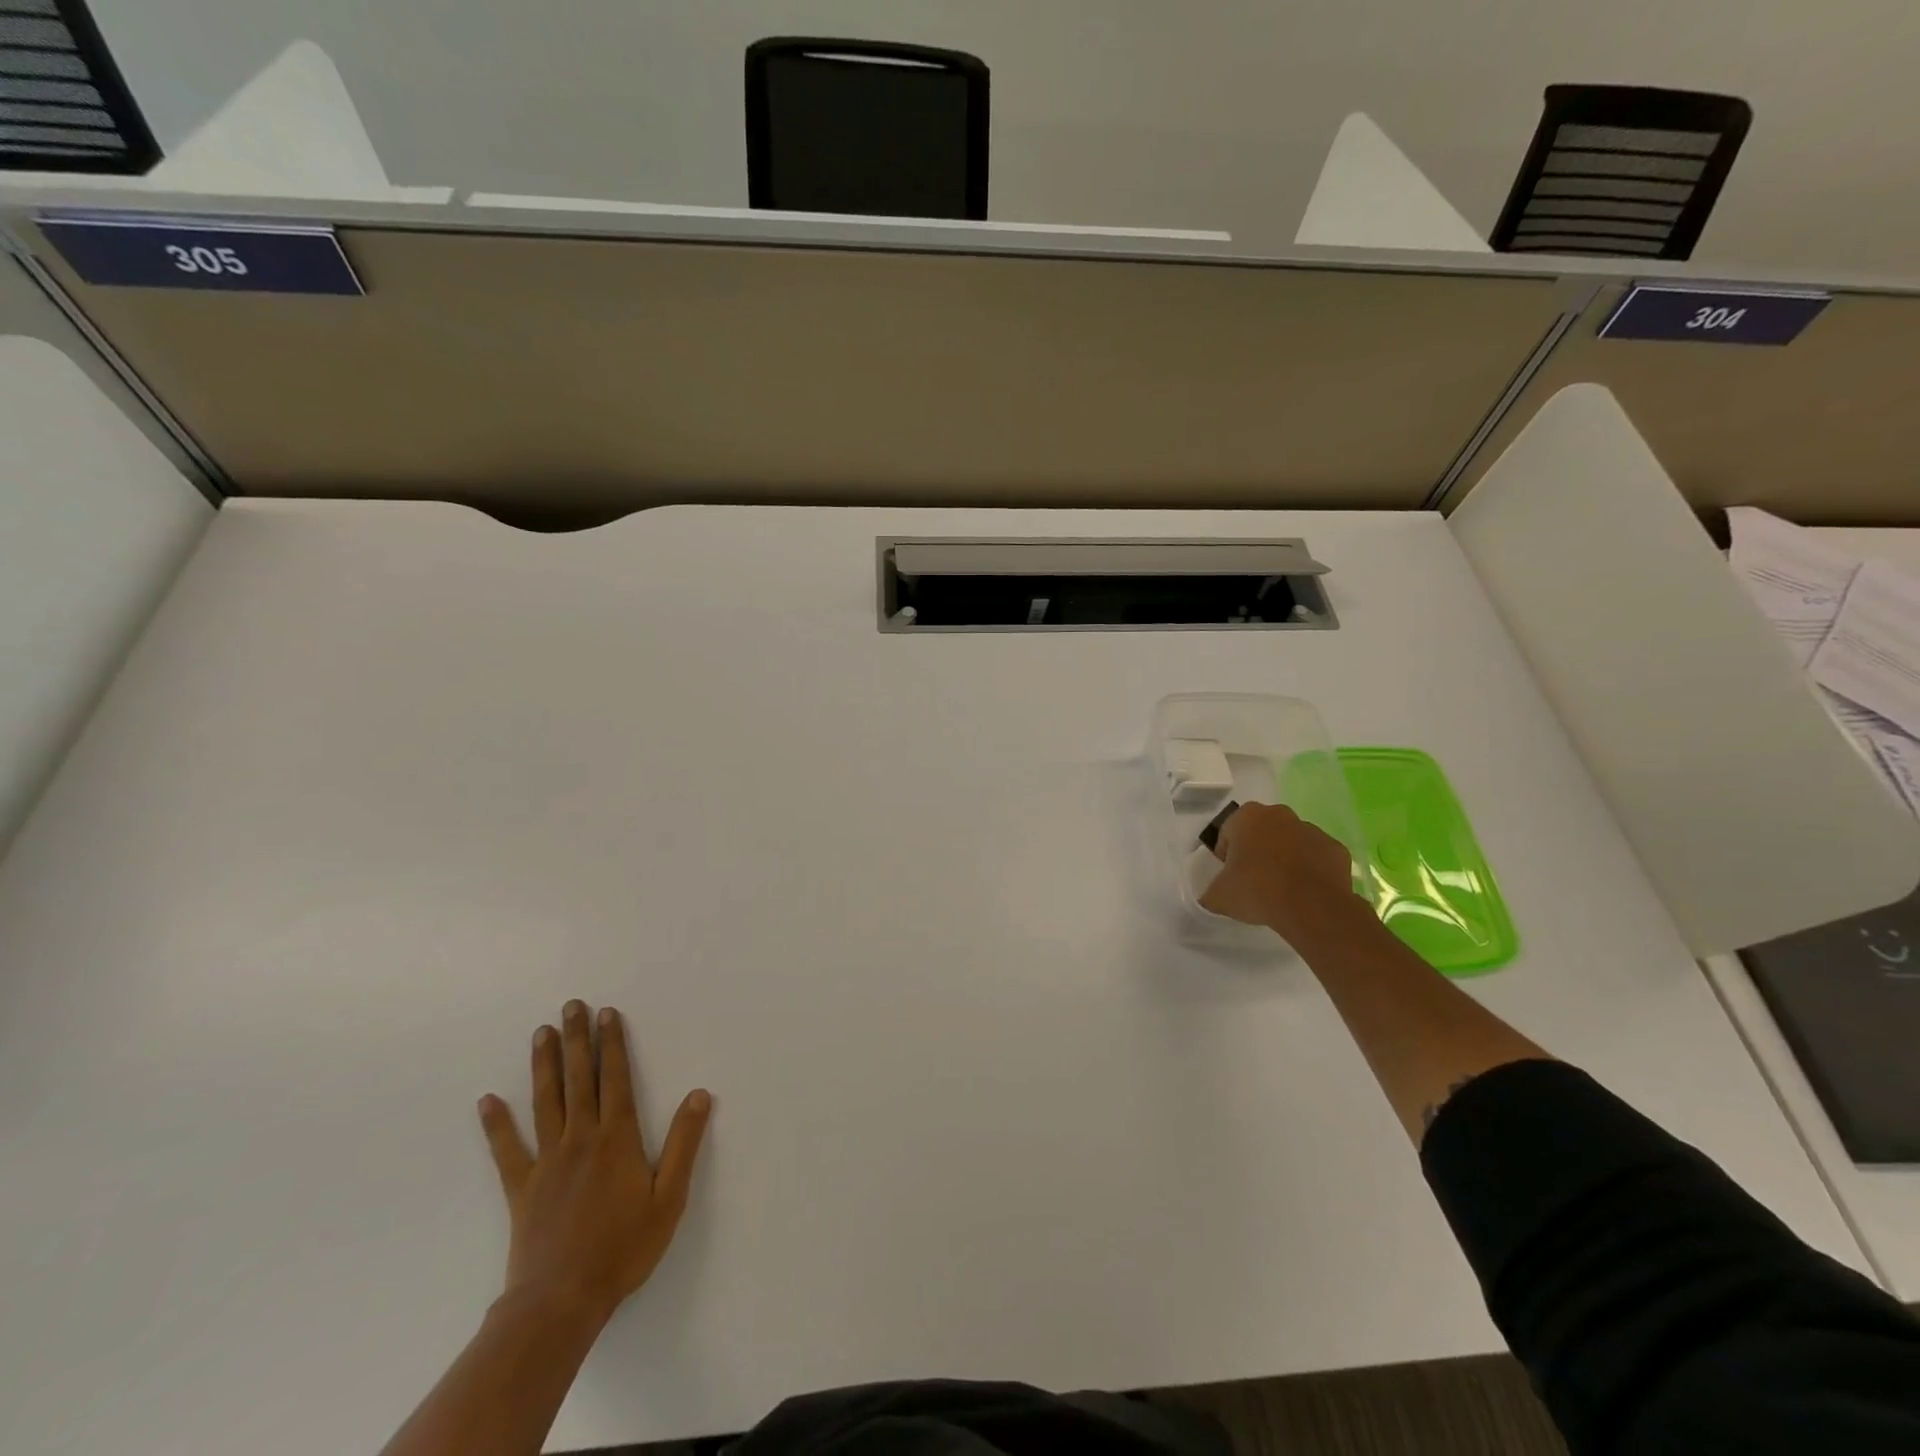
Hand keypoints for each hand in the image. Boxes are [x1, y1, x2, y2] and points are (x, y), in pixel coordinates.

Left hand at [478, 1001, 711, 1325]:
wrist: (560, 1301)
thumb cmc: (623, 1248)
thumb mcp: (669, 1198)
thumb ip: (685, 1143)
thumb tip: (699, 1094)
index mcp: (617, 1139)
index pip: (615, 1079)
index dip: (612, 1044)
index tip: (606, 1014)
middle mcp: (581, 1139)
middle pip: (579, 1080)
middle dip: (577, 1040)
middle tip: (571, 1006)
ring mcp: (547, 1162)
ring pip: (545, 1102)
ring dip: (544, 1066)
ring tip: (540, 1033)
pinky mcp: (522, 1188)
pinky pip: (507, 1150)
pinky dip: (496, 1125)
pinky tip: (487, 1101)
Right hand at [1199, 801, 1361, 939]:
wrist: (1311, 907)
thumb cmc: (1257, 890)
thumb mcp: (1219, 896)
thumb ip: (1211, 892)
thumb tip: (1210, 897)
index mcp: (1247, 817)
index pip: (1228, 832)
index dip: (1225, 855)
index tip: (1229, 876)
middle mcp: (1280, 814)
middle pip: (1261, 832)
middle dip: (1257, 850)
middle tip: (1253, 881)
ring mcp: (1312, 830)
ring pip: (1291, 842)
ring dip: (1285, 858)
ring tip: (1281, 890)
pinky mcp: (1336, 849)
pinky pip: (1316, 857)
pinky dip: (1310, 870)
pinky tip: (1305, 892)